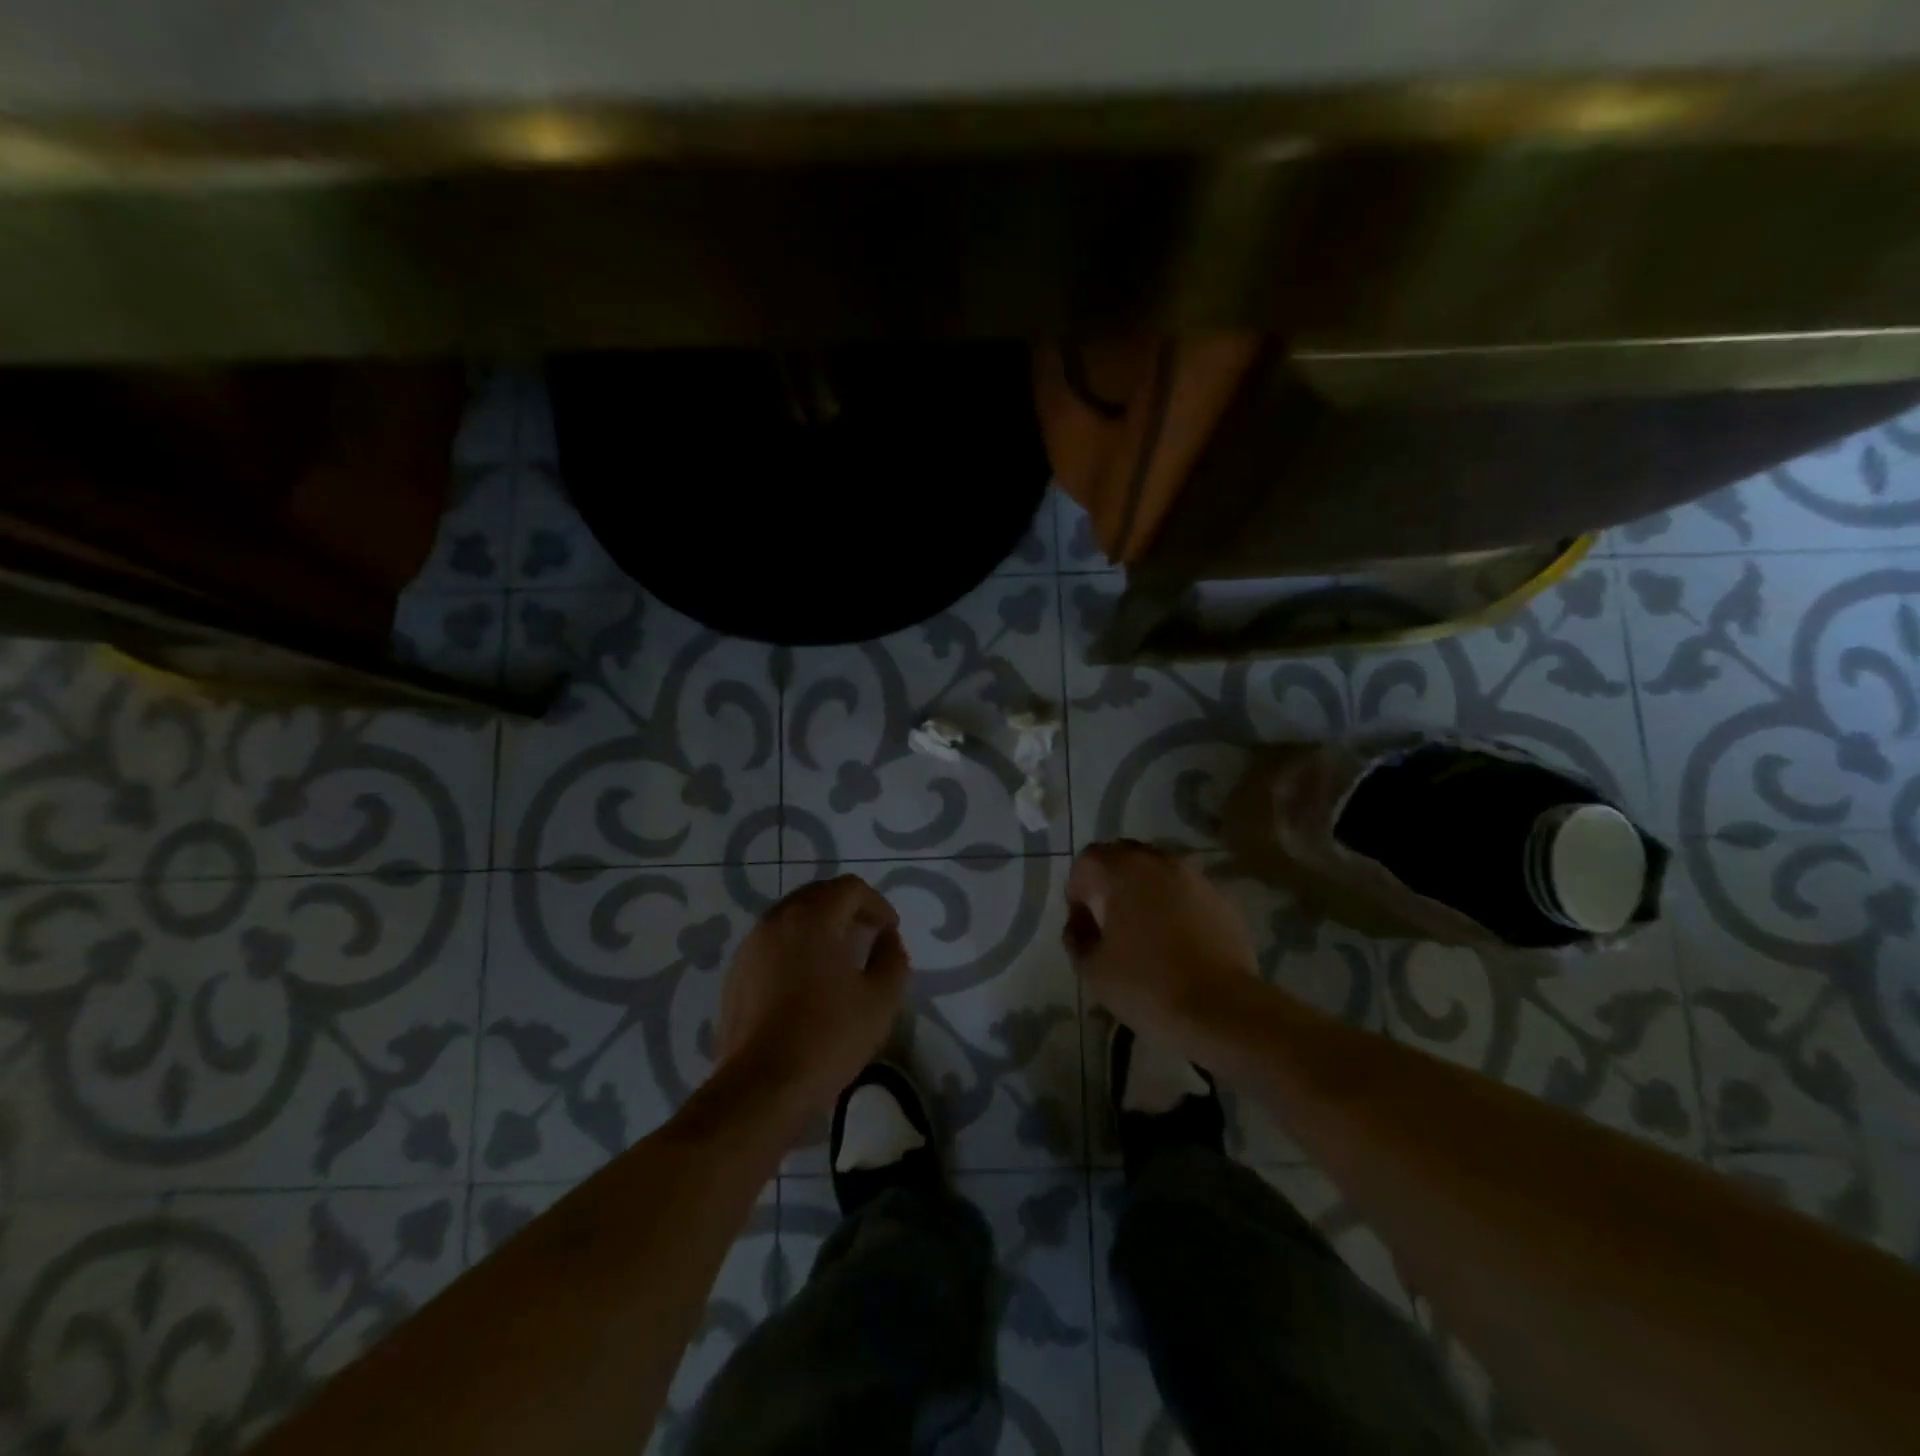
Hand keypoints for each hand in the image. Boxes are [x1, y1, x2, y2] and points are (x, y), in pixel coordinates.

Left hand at [717, 875, 910, 1117]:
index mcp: (813, 918)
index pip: (850, 888)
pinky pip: (772, 942)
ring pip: (792, 917)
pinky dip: (795, 946)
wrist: (761, 1086)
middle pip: (818, 895)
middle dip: (847, 908)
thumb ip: (892, 956)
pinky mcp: (736, 973)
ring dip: (820, 926)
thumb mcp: (881, 998)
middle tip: (868, 934)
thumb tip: (886, 937)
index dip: (877, 904)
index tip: (889, 930)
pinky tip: (807, 981)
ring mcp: (751, 945)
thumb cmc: (828, 1036)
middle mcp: (777, 920)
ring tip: (839, 957)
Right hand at [1064, 840, 1257, 1056]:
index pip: (1088, 859)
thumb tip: (1080, 922)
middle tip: (1110, 920)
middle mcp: (1159, 862)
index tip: (1083, 922)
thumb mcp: (1092, 969)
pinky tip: (1178, 941)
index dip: (1078, 887)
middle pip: (1125, 856)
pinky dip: (1176, 905)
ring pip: (1159, 871)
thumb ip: (1077, 936)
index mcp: (1122, 871)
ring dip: (1146, 891)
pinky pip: (1187, 892)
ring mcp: (1196, 878)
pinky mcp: (1223, 900)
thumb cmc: (1146, 985)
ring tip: (1145, 930)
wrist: (1221, 1010)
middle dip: (1111, 882)